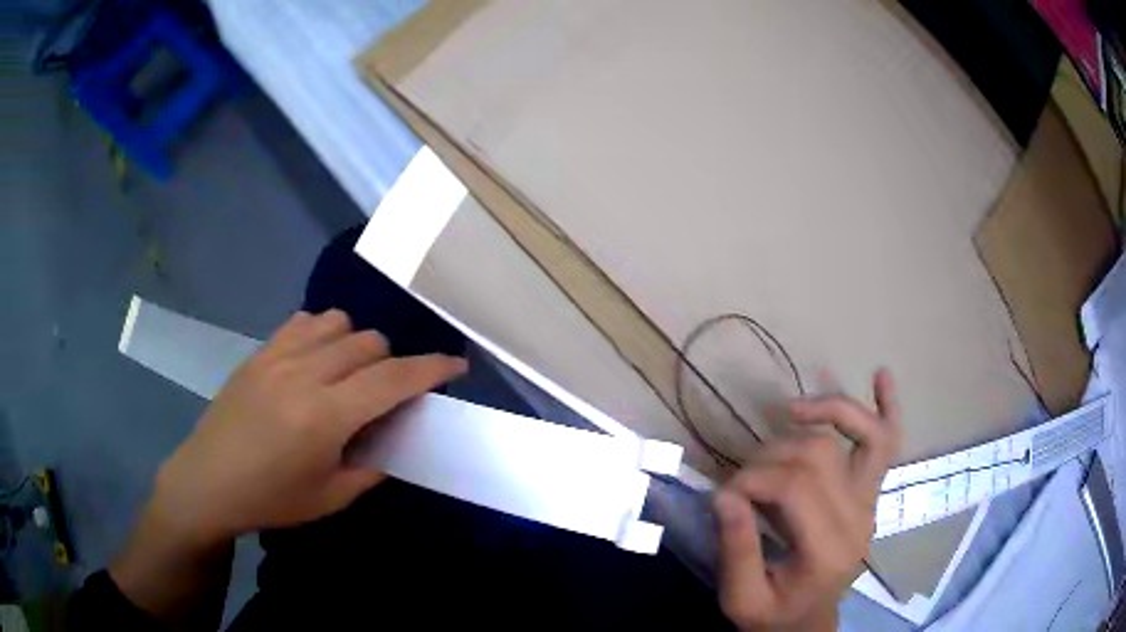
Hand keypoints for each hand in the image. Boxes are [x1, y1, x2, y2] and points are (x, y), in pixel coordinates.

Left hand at [151, 309, 466, 545]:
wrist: (208, 481)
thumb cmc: (271, 500)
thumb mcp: (330, 499)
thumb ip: (371, 467)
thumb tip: (395, 439)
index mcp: (325, 417)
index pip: (393, 379)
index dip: (432, 369)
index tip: (457, 366)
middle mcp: (305, 374)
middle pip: (370, 343)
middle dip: (392, 364)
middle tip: (386, 395)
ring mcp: (278, 357)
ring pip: (339, 323)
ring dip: (356, 345)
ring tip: (348, 376)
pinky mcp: (259, 352)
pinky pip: (304, 321)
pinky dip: (323, 333)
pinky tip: (315, 361)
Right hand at [714, 370, 902, 631]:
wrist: (807, 622)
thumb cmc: (773, 614)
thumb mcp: (742, 598)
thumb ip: (736, 549)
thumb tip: (724, 494)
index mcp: (829, 550)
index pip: (793, 486)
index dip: (751, 480)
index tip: (723, 496)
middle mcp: (859, 519)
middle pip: (820, 455)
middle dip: (770, 456)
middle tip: (742, 479)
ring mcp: (870, 502)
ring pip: (858, 434)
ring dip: (821, 415)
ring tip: (789, 414)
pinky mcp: (870, 493)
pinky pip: (888, 442)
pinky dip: (887, 407)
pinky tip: (881, 375)